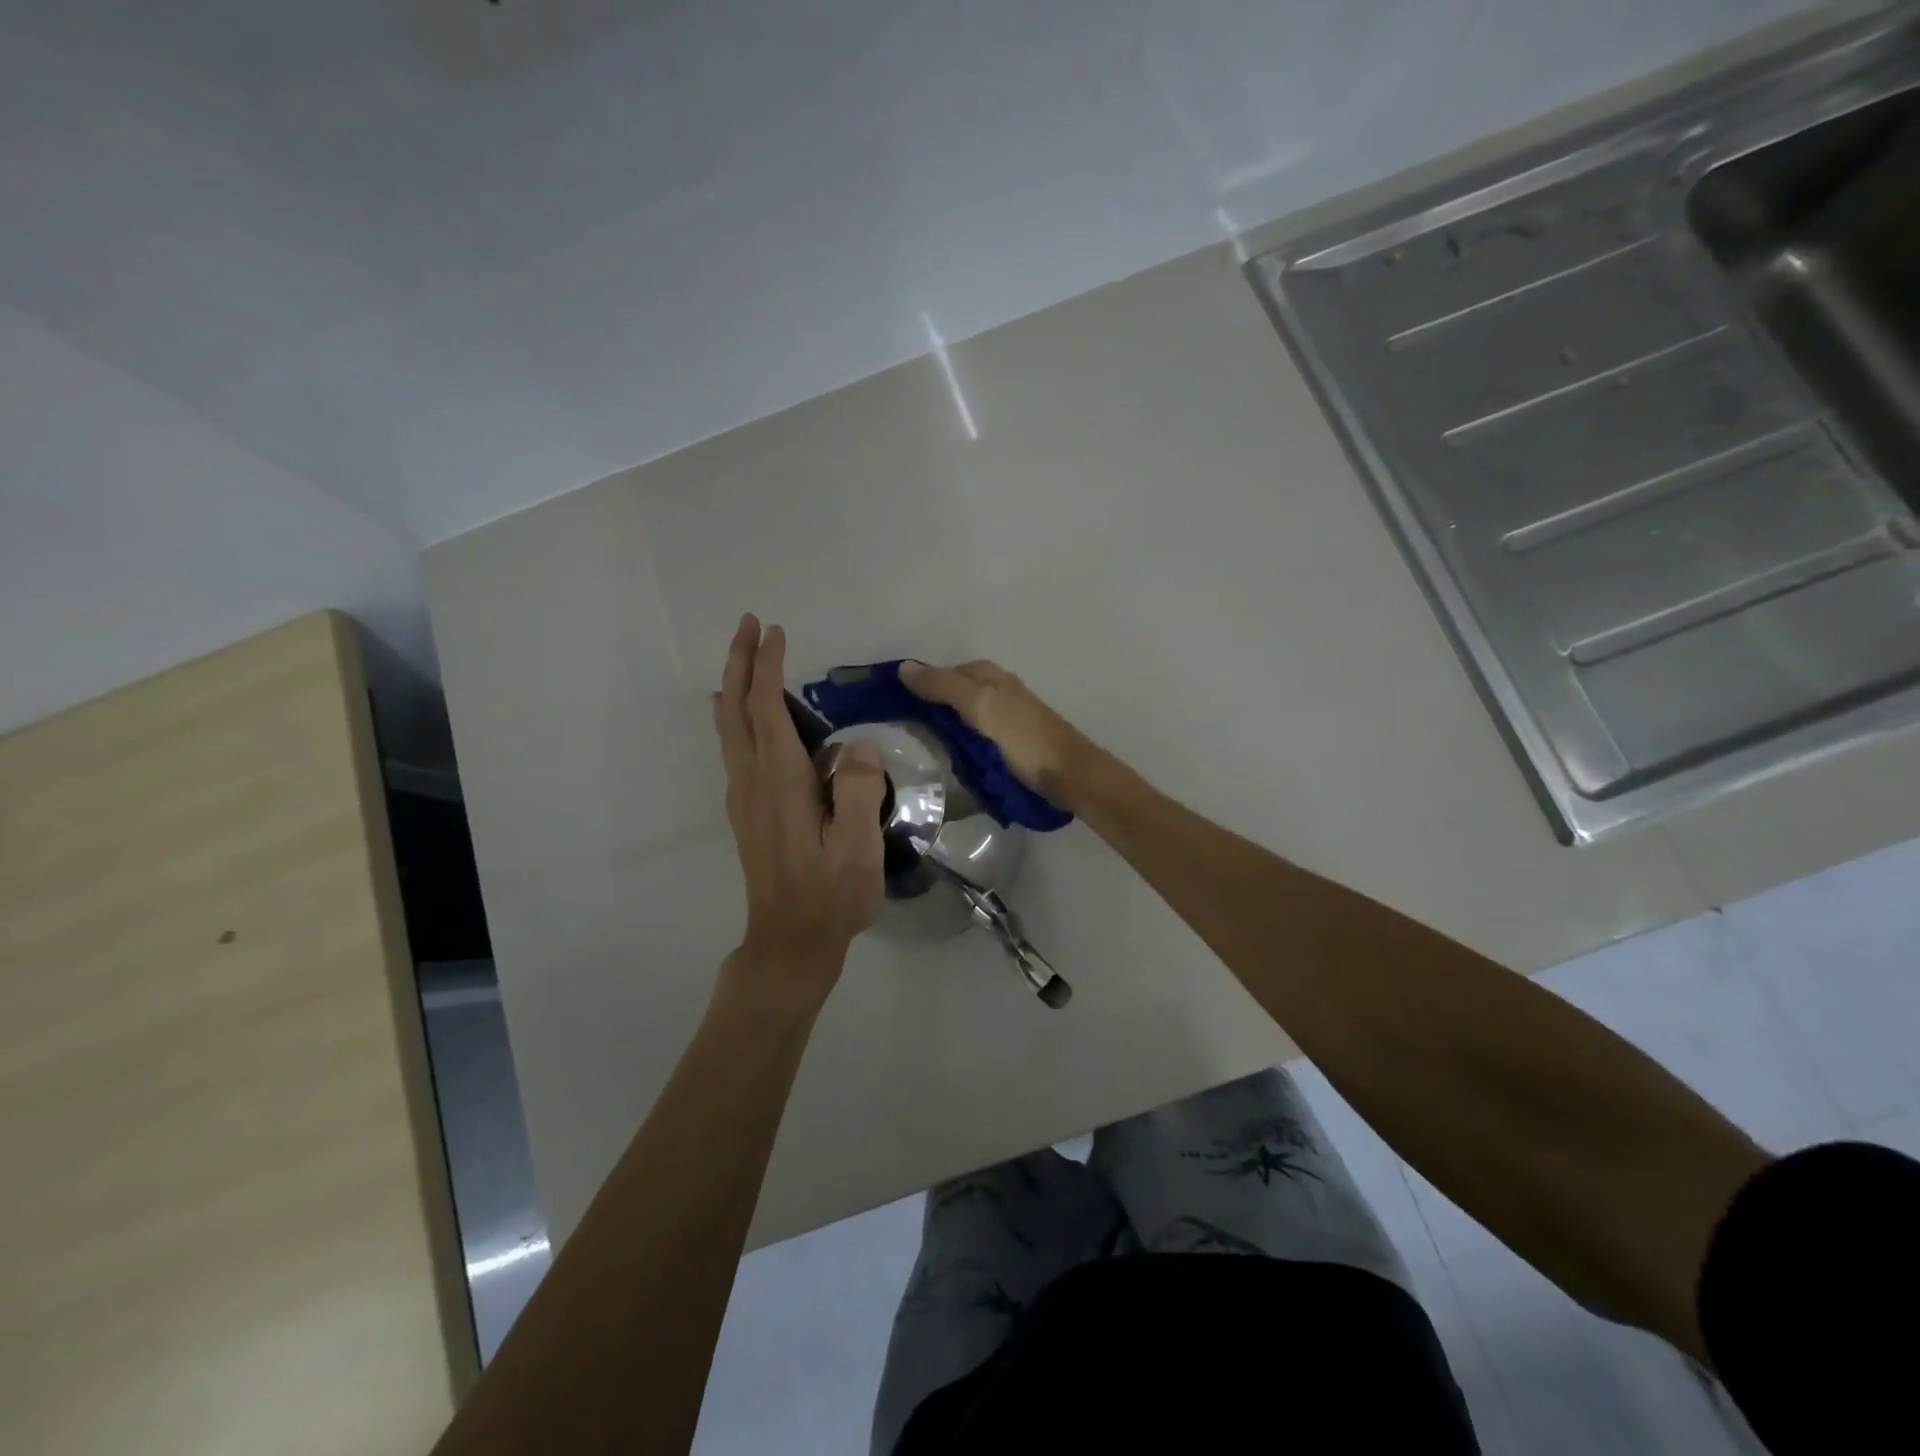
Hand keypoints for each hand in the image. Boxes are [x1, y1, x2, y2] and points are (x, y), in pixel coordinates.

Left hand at [712, 615, 887, 1011]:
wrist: (789, 942)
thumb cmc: (829, 896)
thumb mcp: (857, 849)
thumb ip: (859, 792)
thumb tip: (859, 746)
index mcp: (780, 783)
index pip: (766, 710)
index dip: (768, 668)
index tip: (774, 631)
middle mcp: (753, 782)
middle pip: (737, 710)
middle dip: (740, 663)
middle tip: (749, 625)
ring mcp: (745, 798)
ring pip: (730, 728)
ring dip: (735, 685)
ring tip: (744, 656)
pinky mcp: (748, 813)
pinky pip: (735, 748)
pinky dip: (735, 717)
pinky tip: (738, 716)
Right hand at [898, 659, 1098, 808]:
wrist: (1069, 775)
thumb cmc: (1024, 738)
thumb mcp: (981, 706)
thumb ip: (944, 686)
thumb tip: (903, 668)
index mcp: (989, 676)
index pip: (943, 673)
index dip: (918, 684)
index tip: (889, 704)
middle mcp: (998, 690)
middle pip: (953, 693)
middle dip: (929, 707)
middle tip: (899, 730)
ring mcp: (1005, 718)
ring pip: (964, 716)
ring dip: (943, 727)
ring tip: (917, 746)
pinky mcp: (1011, 743)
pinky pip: (975, 735)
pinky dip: (959, 742)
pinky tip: (950, 756)